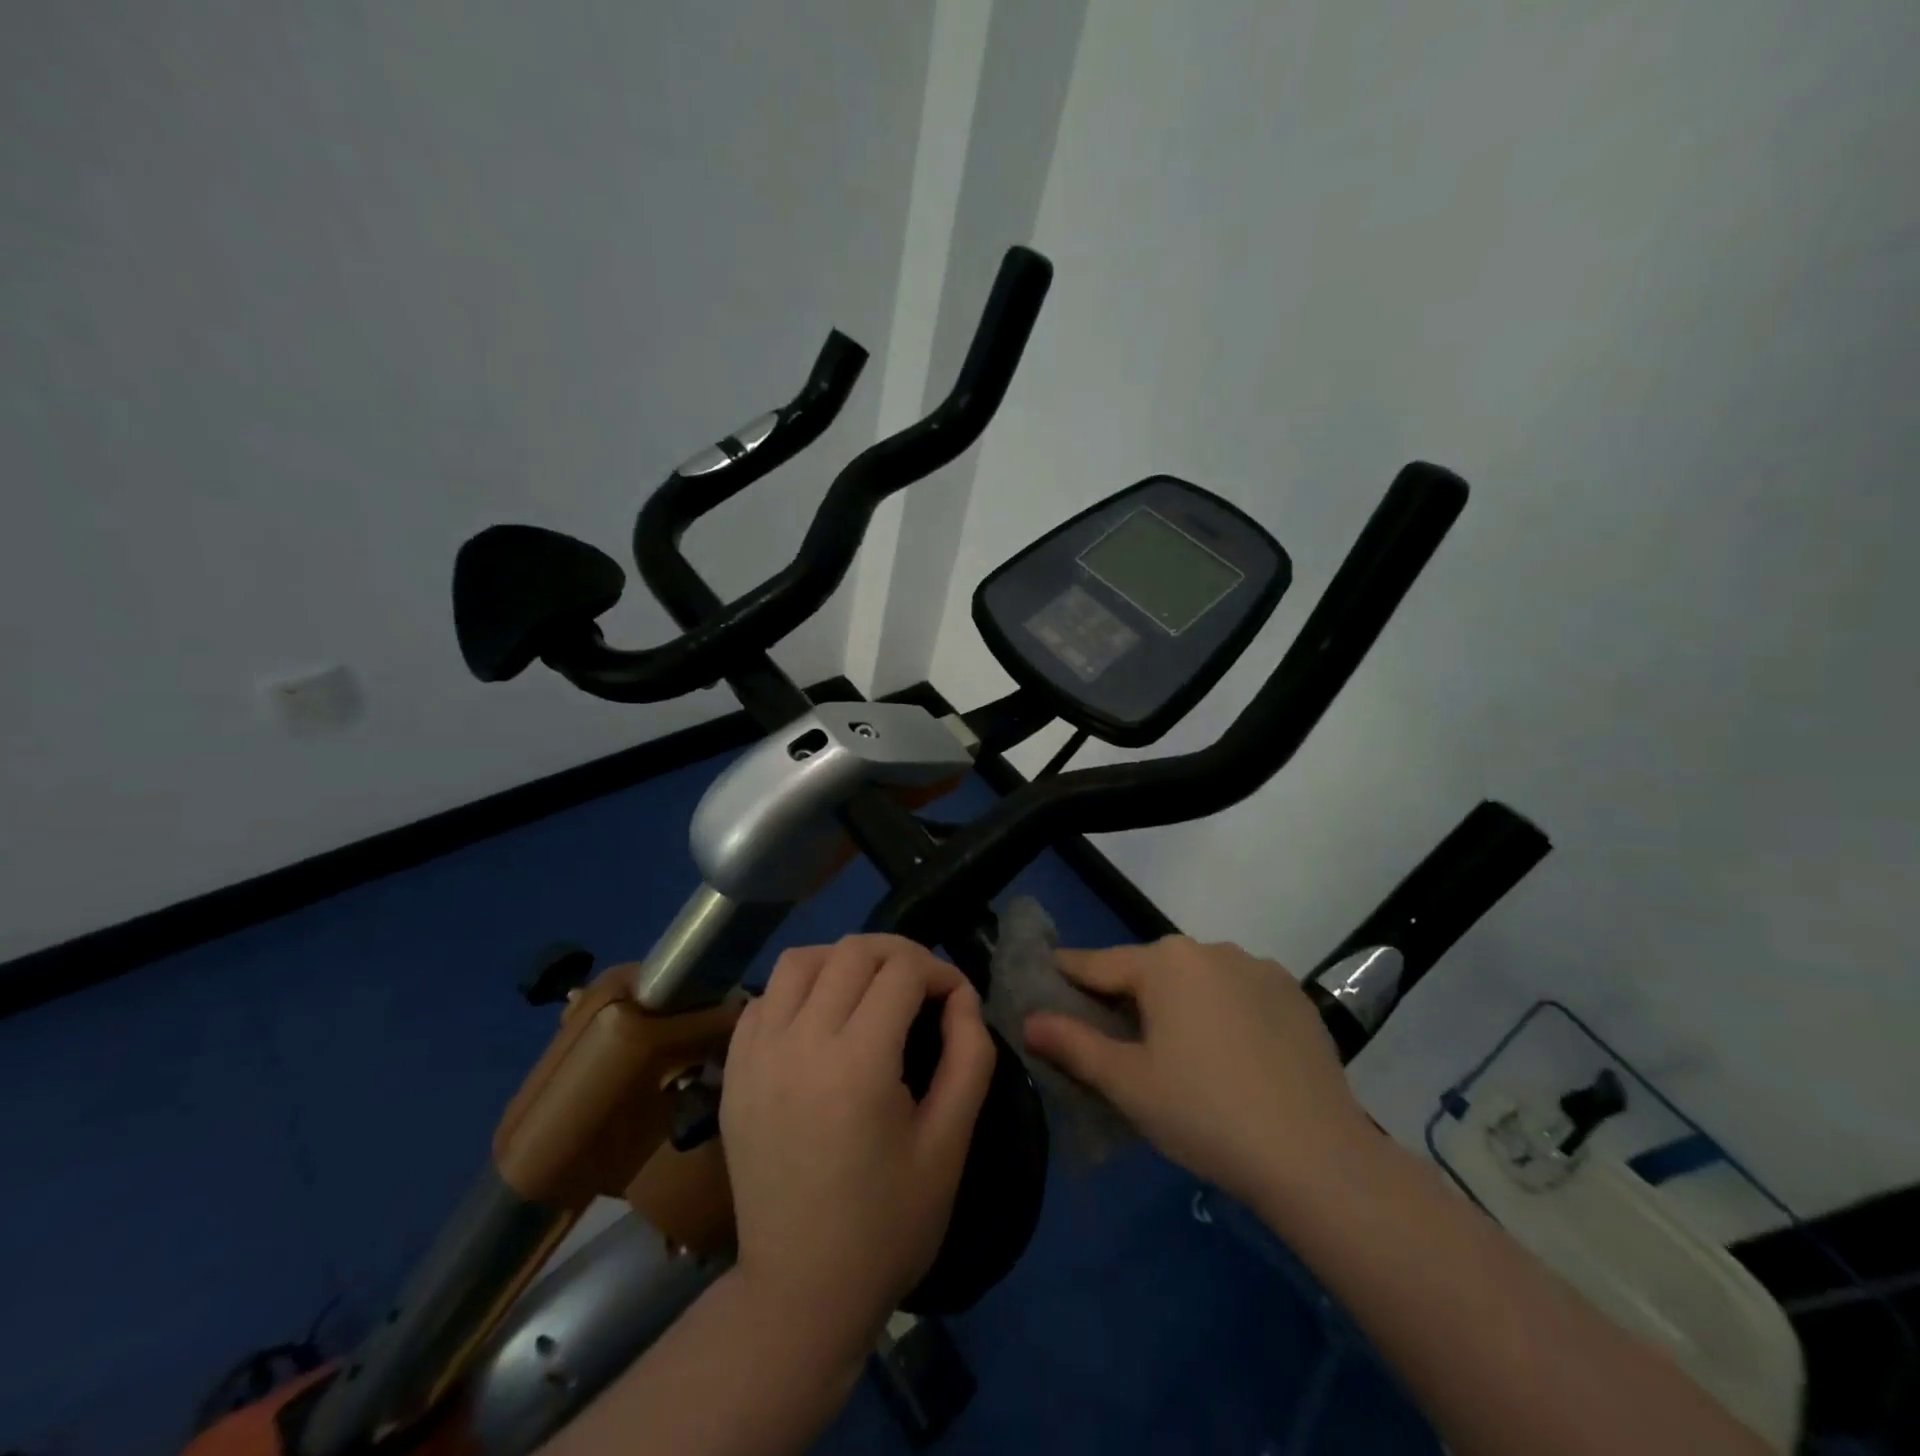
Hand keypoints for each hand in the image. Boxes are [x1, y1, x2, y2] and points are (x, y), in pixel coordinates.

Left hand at [721, 934, 994, 1358]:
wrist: (801, 1291)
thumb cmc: (888, 1223)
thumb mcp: (950, 1143)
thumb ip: (969, 1057)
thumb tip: (963, 997)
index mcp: (858, 1064)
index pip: (903, 971)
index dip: (940, 971)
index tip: (957, 998)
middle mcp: (800, 1043)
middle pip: (853, 952)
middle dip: (900, 954)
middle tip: (923, 985)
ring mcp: (757, 1055)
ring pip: (800, 960)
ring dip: (843, 959)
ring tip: (869, 988)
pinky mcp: (733, 1072)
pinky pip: (764, 998)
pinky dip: (798, 989)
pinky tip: (820, 1017)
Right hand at [1022, 936, 1372, 1210]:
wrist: (1317, 1157)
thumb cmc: (1205, 1113)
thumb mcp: (1128, 1083)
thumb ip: (1073, 1045)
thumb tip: (1029, 1020)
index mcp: (1164, 962)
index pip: (1098, 964)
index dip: (1067, 975)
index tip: (1045, 981)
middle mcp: (1209, 949)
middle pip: (1149, 970)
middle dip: (1125, 996)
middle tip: (1112, 1038)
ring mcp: (1258, 968)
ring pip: (1196, 980)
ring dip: (1177, 1003)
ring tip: (1176, 1052)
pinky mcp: (1293, 995)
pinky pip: (1238, 993)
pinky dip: (1221, 1013)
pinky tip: (1229, 1055)